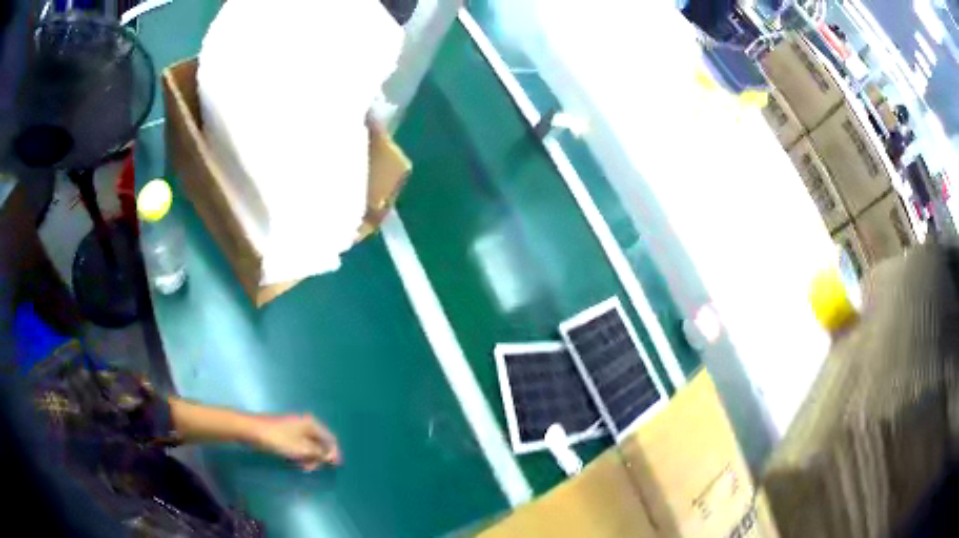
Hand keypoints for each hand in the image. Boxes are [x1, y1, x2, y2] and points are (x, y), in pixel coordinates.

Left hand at [253, 414, 341, 470]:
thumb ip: (320, 453)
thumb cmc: (278, 439)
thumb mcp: (302, 449)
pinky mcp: (288, 433)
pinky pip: (301, 445)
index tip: (333, 468)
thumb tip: (332, 457)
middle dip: (319, 457)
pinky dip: (302, 454)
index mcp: (312, 424)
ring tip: (303, 467)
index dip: (334, 454)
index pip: (331, 439)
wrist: (253, 430)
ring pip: (310, 446)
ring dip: (310, 457)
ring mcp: (296, 428)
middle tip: (311, 468)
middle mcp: (306, 424)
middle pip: (321, 443)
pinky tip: (295, 461)